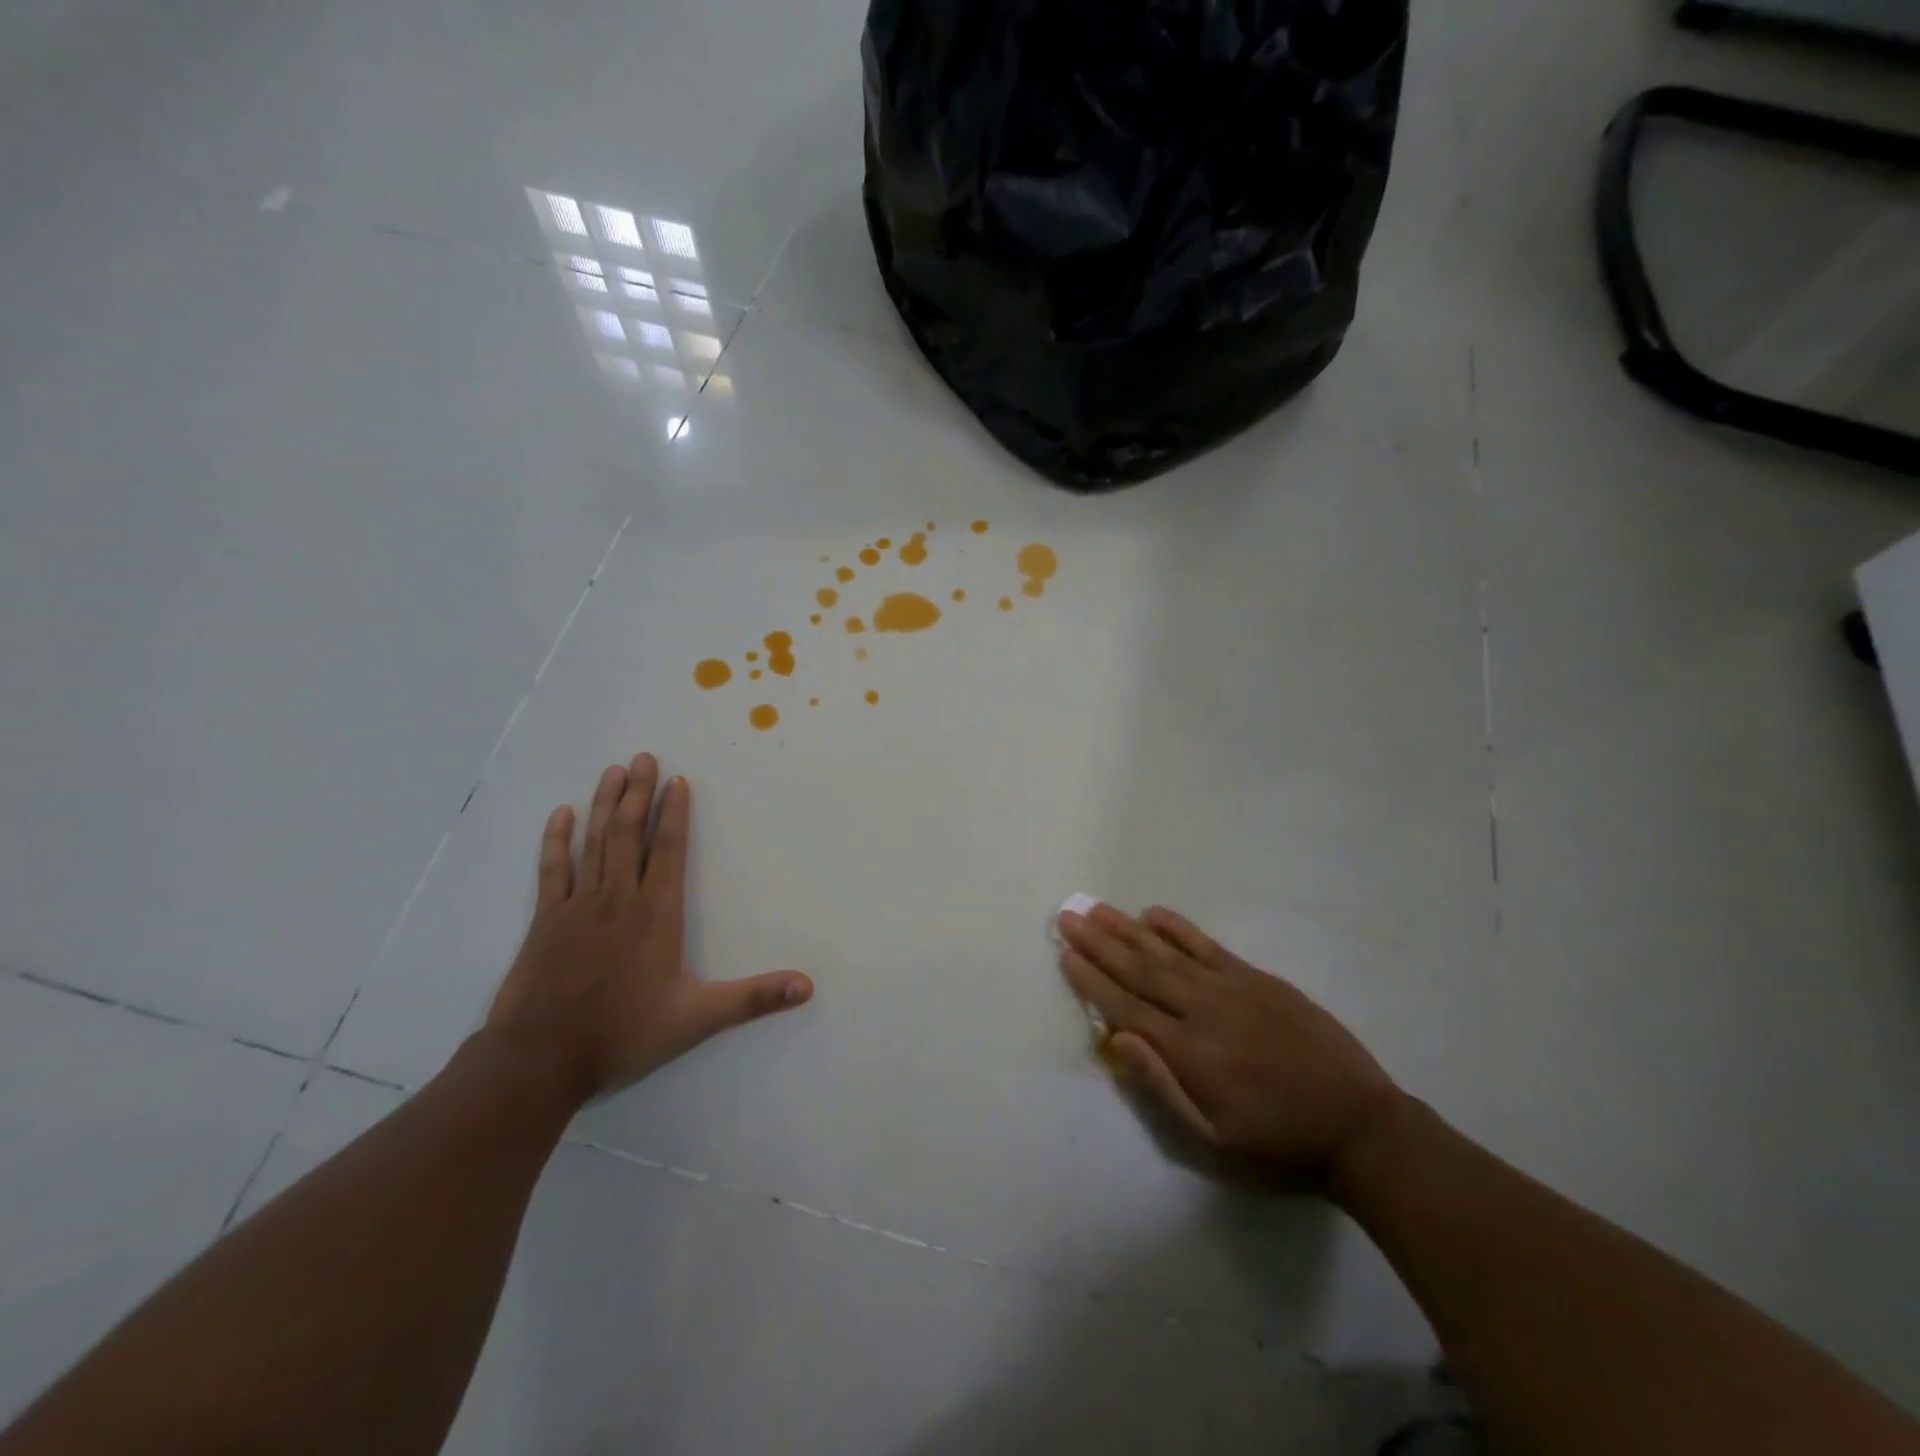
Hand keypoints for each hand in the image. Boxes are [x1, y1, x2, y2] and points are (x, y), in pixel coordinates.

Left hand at [486, 753, 812, 1103]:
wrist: (541, 1058)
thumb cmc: (624, 1033)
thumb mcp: (698, 1018)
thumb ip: (753, 998)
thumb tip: (808, 986)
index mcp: (657, 913)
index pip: (670, 850)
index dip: (676, 814)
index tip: (677, 780)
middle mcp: (619, 898)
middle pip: (631, 833)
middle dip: (638, 793)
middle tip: (642, 757)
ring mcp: (579, 905)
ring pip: (596, 842)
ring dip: (606, 804)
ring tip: (613, 771)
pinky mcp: (547, 918)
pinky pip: (554, 868)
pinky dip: (557, 839)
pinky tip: (562, 814)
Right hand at [1057, 904, 1399, 1183]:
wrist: (1358, 1126)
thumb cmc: (1278, 1144)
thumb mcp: (1212, 1141)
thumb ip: (1161, 1088)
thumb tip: (1116, 1040)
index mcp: (1188, 1051)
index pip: (1125, 1006)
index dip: (1091, 980)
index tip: (1064, 953)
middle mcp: (1202, 1008)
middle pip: (1139, 969)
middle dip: (1099, 943)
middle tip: (1067, 915)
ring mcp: (1231, 987)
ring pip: (1168, 951)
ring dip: (1128, 928)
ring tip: (1097, 908)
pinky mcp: (1257, 978)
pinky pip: (1208, 946)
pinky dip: (1179, 928)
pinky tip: (1154, 913)